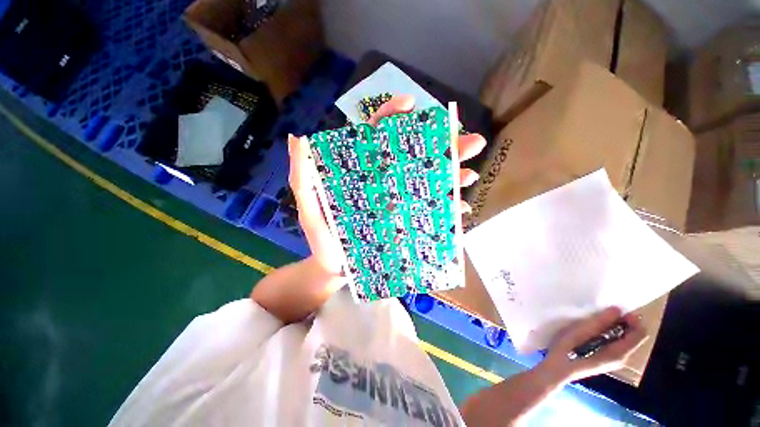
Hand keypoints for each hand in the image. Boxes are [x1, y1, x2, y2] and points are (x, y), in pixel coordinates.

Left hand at [287, 95, 486, 276]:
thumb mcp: (308, 207)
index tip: (411, 106)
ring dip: (452, 174)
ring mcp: (399, 203)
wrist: (335, 270)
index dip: (391, 118)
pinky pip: (430, 212)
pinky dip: (447, 208)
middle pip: (414, 157)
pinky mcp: (406, 222)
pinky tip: (462, 208)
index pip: (376, 138)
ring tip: (471, 172)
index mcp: (362, 174)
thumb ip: (302, 176)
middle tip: (467, 140)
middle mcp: (384, 183)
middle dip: (442, 145)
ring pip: (429, 182)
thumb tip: (299, 138)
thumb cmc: (323, 239)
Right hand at [538, 307, 648, 383]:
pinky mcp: (606, 359)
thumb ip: (599, 322)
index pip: (639, 334)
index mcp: (618, 353)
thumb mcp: (578, 333)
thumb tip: (617, 309)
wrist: (556, 370)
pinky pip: (616, 343)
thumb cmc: (565, 350)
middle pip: (633, 336)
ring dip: (614, 327)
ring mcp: (614, 360)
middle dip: (622, 322)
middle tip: (603, 312)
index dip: (632, 319)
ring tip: (596, 320)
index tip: (616, 309)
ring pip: (624, 339)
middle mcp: (621, 358)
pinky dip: (609, 333)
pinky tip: (592, 331)